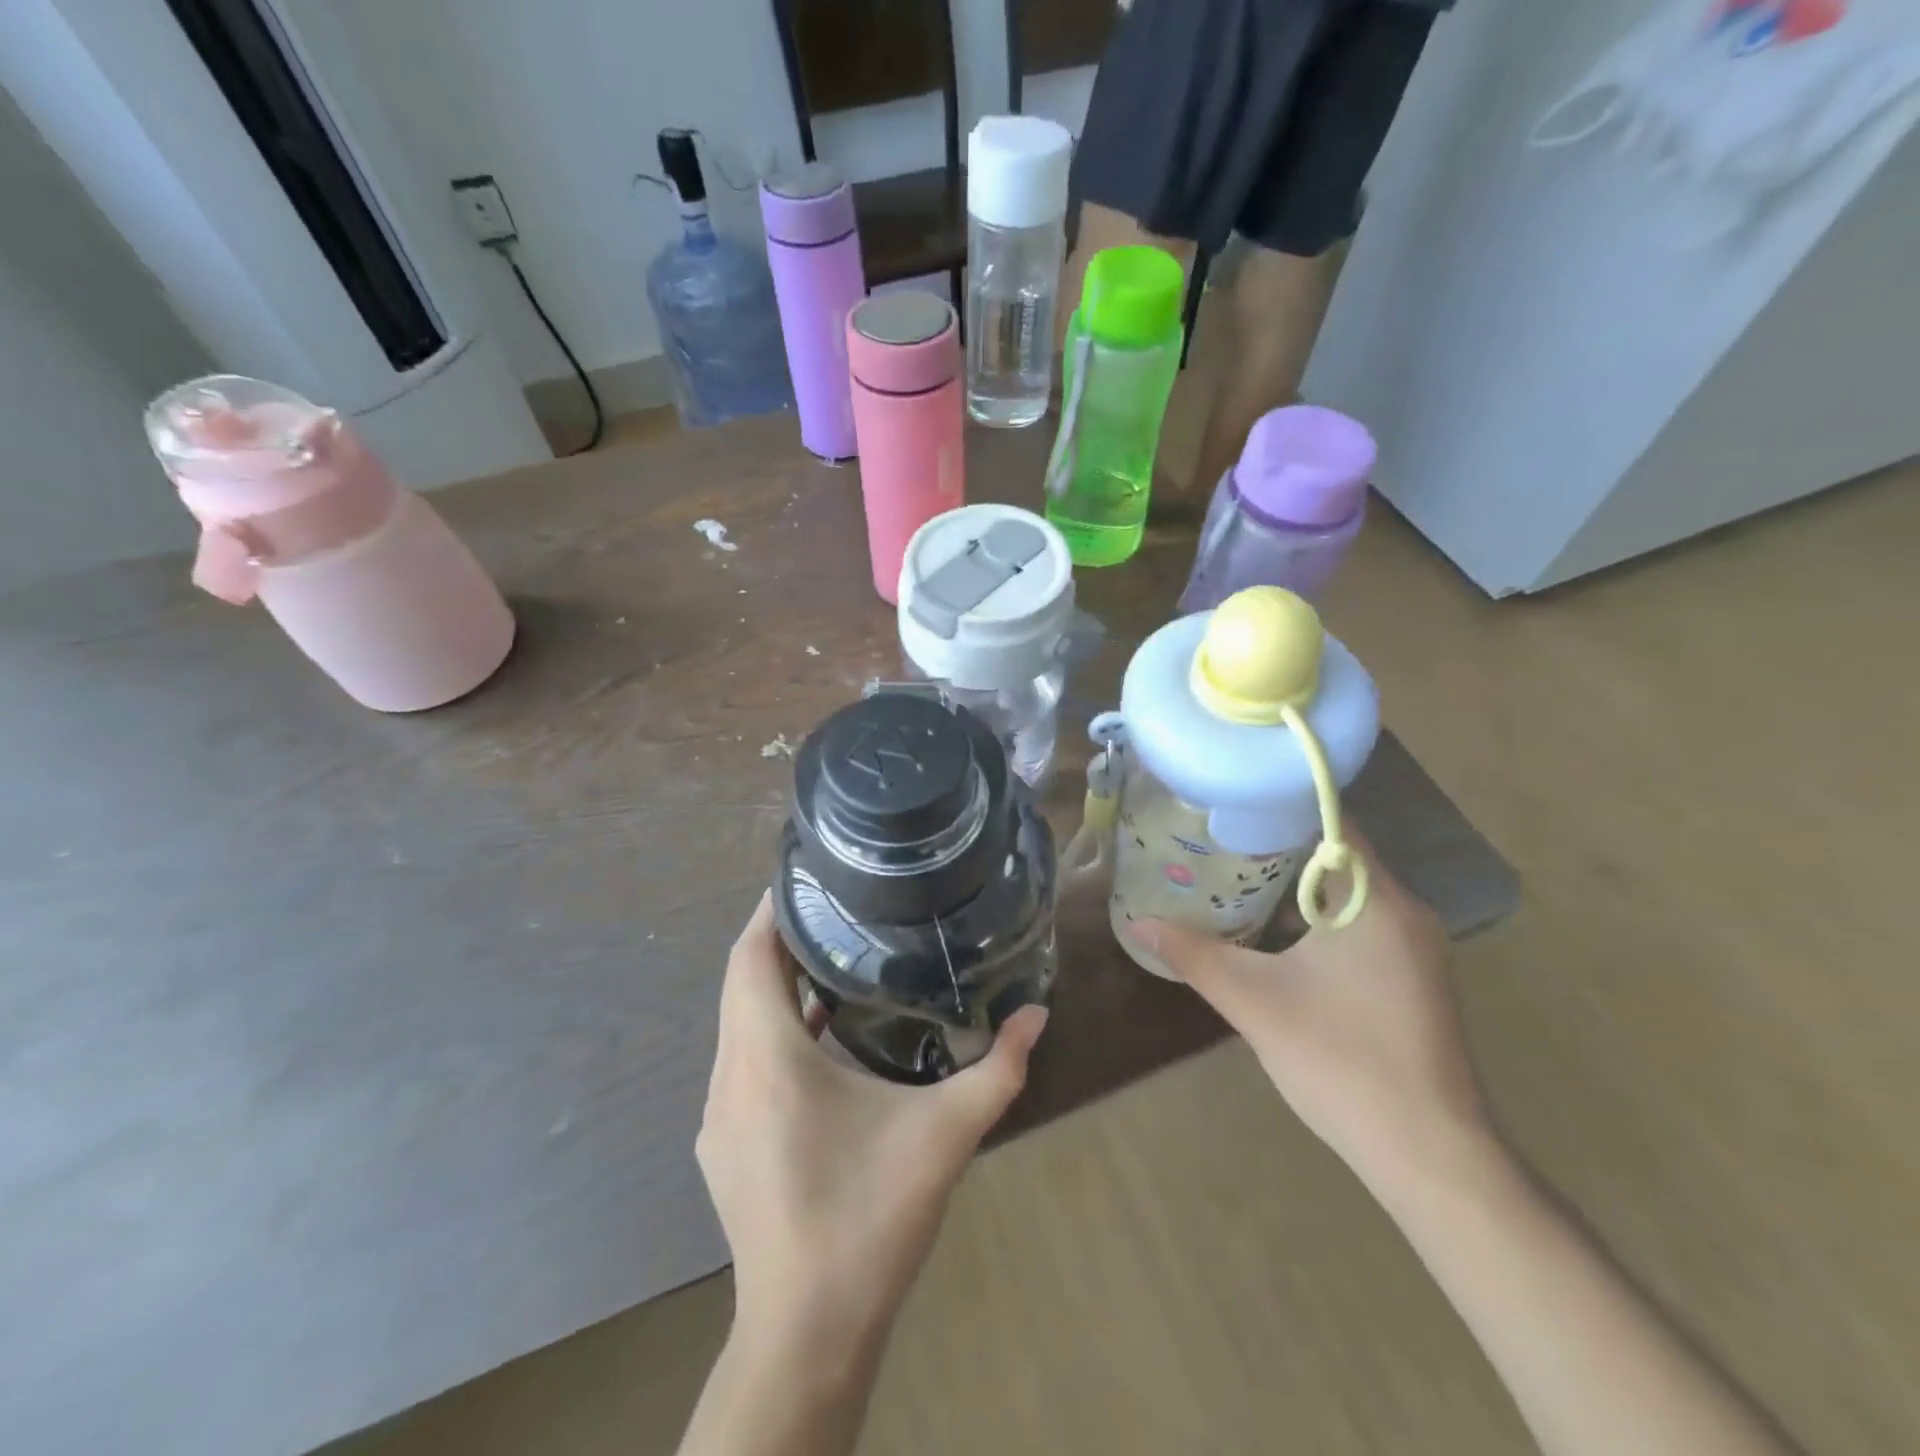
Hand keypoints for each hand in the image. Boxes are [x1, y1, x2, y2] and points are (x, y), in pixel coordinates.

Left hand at [697, 894, 1049, 1351]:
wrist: (807, 1332)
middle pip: (741, 981)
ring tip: (831, 955)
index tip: (808, 876)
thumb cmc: (869, 1218)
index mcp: (768, 1058)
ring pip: (737, 1021)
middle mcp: (730, 1075)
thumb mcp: (944, 1135)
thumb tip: (1036, 1014)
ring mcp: (719, 1114)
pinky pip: (740, 1058)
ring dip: (774, 984)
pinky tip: (821, 1037)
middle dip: (781, 938)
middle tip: (835, 906)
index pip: (750, 957)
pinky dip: (771, 1028)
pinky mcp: (723, 1143)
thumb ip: (998, 1070)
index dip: (772, 909)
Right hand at [1125, 836, 1486, 1181]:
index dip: (1278, 805)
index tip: (1227, 802)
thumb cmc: (1342, 1062)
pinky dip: (1316, 916)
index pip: (1332, 822)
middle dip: (1276, 844)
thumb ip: (1194, 955)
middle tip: (1215, 836)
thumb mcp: (1254, 1002)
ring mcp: (1414, 948)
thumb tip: (1138, 921)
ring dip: (1294, 883)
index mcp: (1376, 902)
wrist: (1429, 1156)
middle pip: (1337, 855)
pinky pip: (1358, 923)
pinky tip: (1271, 931)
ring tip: (1231, 873)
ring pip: (1346, 893)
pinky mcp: (1411, 977)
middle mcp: (1404, 912)